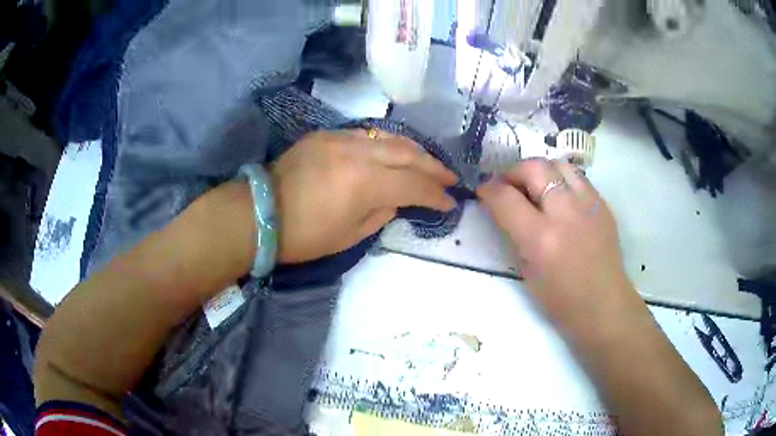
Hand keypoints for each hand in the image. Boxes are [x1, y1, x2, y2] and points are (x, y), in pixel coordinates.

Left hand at [271, 129, 457, 263]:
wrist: (260, 212)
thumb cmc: (304, 235)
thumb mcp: (350, 235)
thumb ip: (382, 214)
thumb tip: (398, 200)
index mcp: (365, 183)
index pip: (414, 185)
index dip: (435, 195)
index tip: (449, 203)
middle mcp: (359, 153)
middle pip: (408, 153)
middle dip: (433, 166)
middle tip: (449, 177)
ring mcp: (341, 138)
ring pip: (389, 137)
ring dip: (414, 150)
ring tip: (428, 162)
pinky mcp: (326, 134)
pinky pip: (366, 134)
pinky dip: (386, 143)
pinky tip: (393, 152)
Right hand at [477, 159, 637, 331]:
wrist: (603, 306)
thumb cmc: (560, 300)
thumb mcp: (526, 271)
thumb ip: (514, 234)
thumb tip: (503, 209)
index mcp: (541, 238)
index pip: (505, 198)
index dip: (488, 190)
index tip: (483, 191)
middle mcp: (565, 213)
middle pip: (533, 168)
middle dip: (513, 172)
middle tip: (508, 185)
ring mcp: (588, 204)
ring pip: (558, 164)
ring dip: (540, 171)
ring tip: (535, 186)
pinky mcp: (602, 204)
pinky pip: (578, 177)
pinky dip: (562, 180)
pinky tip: (560, 197)